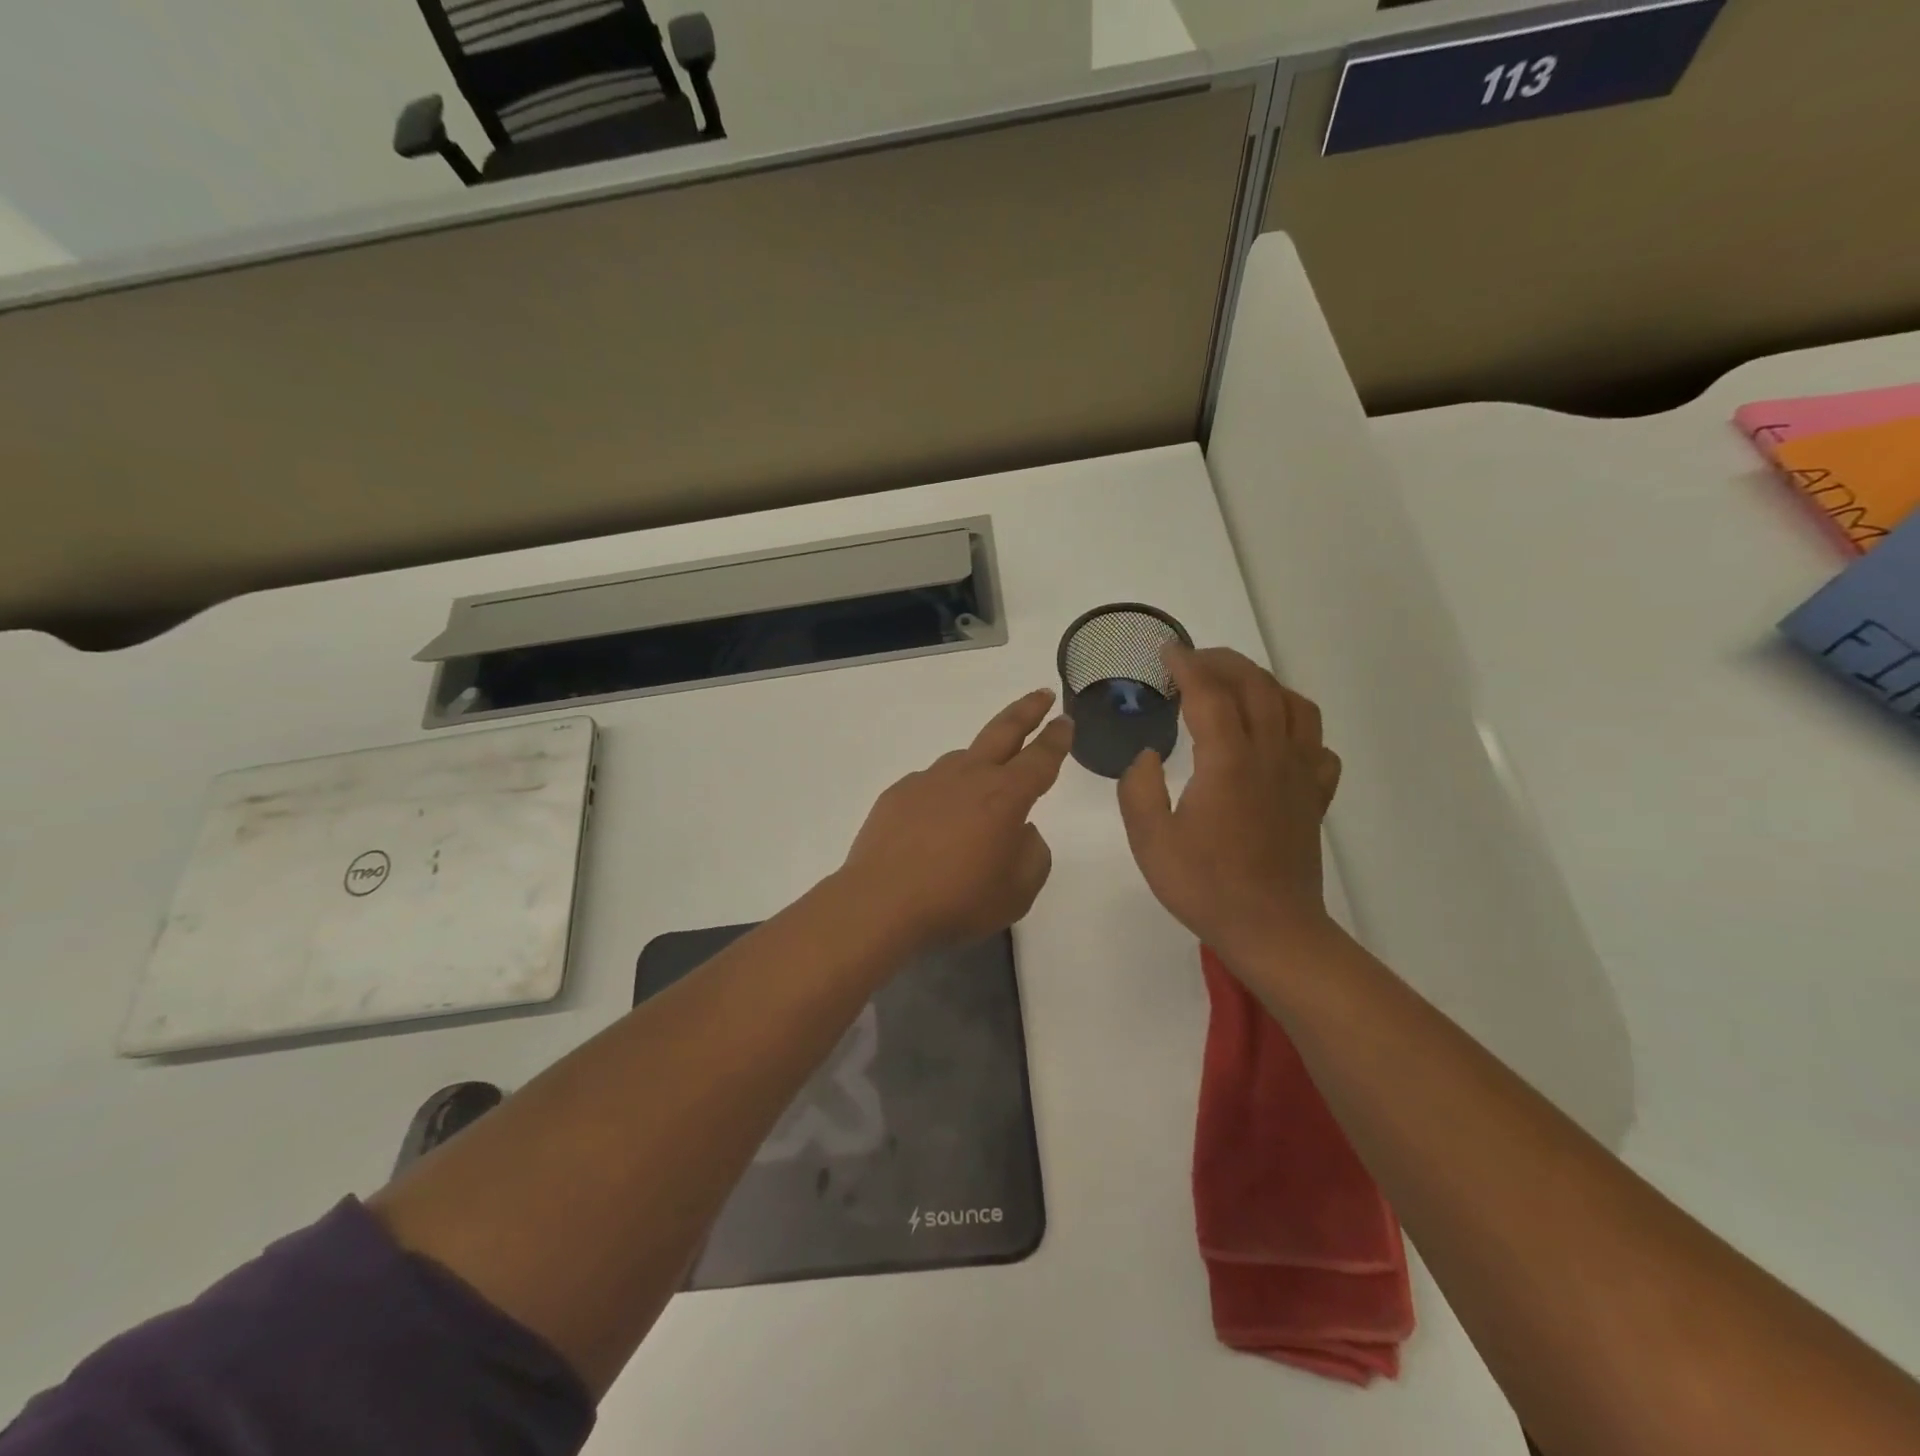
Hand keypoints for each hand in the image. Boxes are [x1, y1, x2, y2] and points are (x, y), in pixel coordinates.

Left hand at [840, 689, 1073, 949]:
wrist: (881, 904)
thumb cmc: (958, 901)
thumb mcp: (1018, 892)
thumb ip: (1033, 854)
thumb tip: (1022, 831)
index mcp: (1005, 796)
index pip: (1040, 758)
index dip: (1057, 738)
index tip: (1065, 720)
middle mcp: (968, 776)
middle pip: (1003, 731)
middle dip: (1027, 711)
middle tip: (1042, 695)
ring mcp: (928, 780)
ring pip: (963, 760)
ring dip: (980, 763)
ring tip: (983, 790)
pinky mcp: (898, 793)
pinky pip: (931, 786)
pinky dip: (942, 796)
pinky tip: (936, 825)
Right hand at [1118, 647, 1341, 960]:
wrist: (1271, 929)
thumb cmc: (1205, 886)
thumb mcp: (1150, 840)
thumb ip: (1138, 789)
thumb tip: (1148, 756)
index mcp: (1228, 762)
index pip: (1210, 694)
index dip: (1187, 665)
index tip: (1168, 651)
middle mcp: (1270, 756)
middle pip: (1256, 686)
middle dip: (1224, 662)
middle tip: (1194, 660)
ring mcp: (1300, 774)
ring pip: (1294, 706)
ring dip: (1264, 683)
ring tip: (1236, 686)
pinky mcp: (1315, 796)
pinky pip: (1317, 744)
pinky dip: (1297, 726)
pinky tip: (1276, 737)